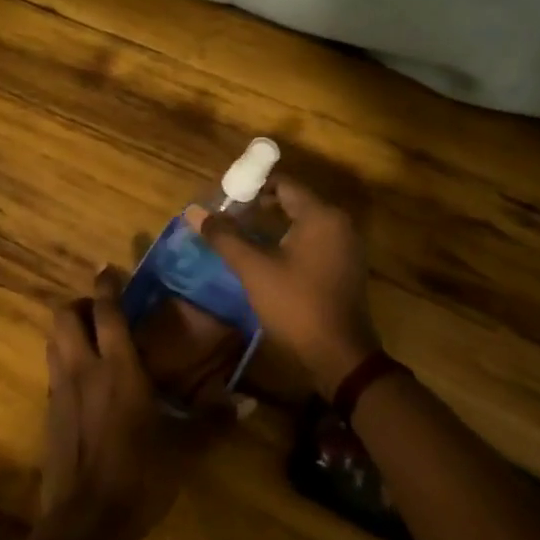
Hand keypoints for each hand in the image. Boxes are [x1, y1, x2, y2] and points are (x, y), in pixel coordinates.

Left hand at [42, 268, 218, 539]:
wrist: (87, 521)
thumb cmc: (140, 476)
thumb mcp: (185, 449)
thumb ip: (214, 422)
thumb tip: (245, 403)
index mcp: (118, 369)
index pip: (107, 312)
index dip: (106, 286)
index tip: (108, 268)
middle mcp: (84, 369)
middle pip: (65, 317)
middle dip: (79, 304)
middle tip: (100, 310)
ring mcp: (61, 391)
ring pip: (53, 341)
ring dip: (68, 330)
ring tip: (91, 338)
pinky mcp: (49, 414)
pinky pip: (53, 371)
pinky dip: (64, 361)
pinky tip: (85, 381)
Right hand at [196, 175, 381, 396]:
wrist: (339, 355)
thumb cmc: (296, 305)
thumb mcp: (254, 268)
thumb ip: (225, 236)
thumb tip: (194, 211)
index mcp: (321, 215)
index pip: (283, 184)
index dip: (251, 187)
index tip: (224, 199)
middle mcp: (338, 223)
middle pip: (293, 200)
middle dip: (258, 205)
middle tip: (228, 217)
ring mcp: (345, 245)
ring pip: (302, 221)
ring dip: (272, 224)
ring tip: (240, 234)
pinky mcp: (344, 265)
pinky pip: (313, 239)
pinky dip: (288, 239)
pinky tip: (265, 255)